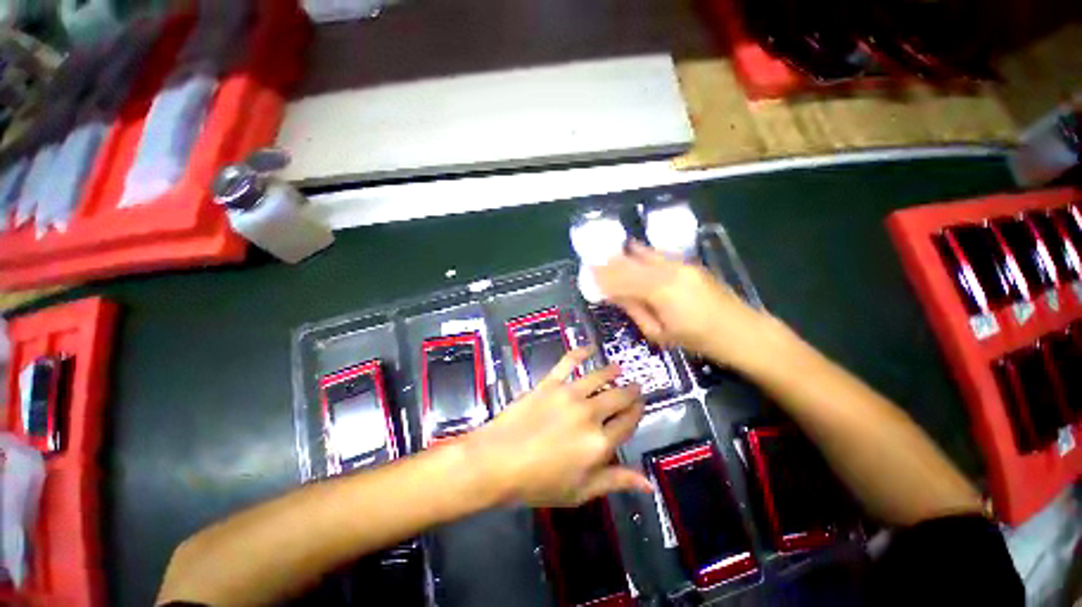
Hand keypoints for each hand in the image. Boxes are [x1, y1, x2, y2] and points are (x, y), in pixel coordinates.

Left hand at [463, 348, 650, 506]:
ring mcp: (570, 394)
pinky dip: (580, 352)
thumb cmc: (539, 483)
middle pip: (619, 397)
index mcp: (600, 443)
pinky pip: (569, 362)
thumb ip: (615, 481)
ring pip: (599, 376)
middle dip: (631, 391)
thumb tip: (648, 482)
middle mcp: (590, 414)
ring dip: (613, 371)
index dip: (637, 412)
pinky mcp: (550, 383)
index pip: (628, 422)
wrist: (498, 461)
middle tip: (635, 387)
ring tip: (618, 369)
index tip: (640, 406)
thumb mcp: (580, 491)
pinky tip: (589, 347)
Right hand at [593, 241, 785, 372]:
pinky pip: (658, 255)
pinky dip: (642, 253)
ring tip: (608, 255)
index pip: (623, 280)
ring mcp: (681, 264)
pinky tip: (632, 250)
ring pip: (644, 255)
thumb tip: (613, 295)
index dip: (603, 277)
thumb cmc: (698, 341)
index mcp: (660, 291)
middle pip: (631, 264)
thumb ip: (634, 310)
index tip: (588, 274)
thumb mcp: (660, 333)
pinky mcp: (689, 263)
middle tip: (593, 263)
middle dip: (610, 264)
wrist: (742, 331)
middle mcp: (669, 271)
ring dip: (624, 256)